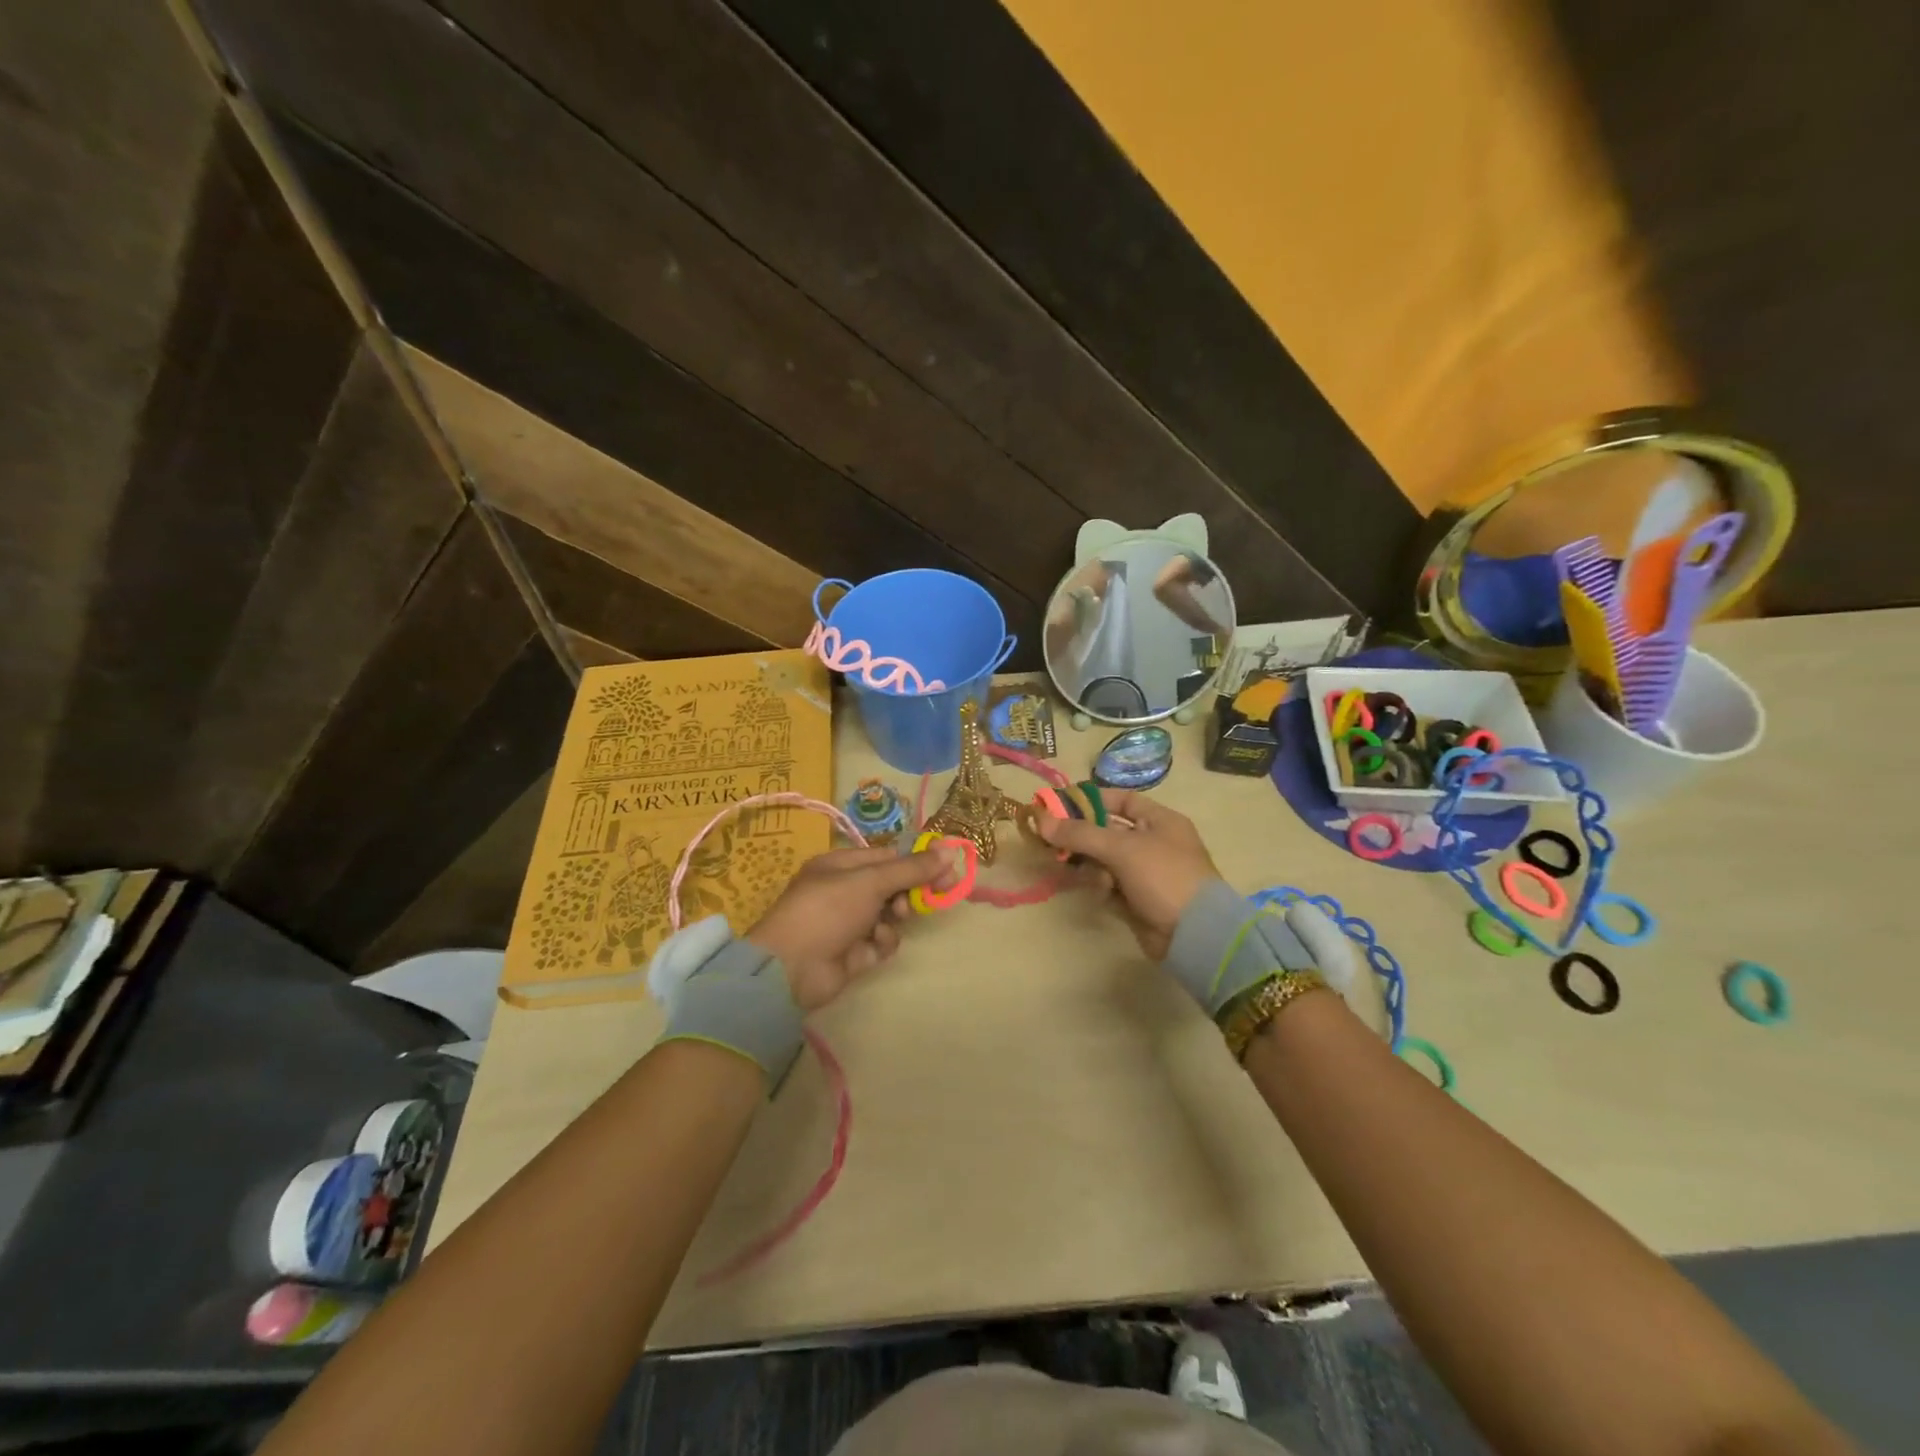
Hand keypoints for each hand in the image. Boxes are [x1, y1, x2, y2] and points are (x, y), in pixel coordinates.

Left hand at [746, 845, 961, 1011]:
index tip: (948, 869)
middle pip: (891, 885)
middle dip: (912, 890)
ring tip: (895, 919)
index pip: (887, 857)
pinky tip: (875, 944)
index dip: (917, 862)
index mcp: (840, 866)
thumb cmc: (828, 910)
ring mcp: (848, 924)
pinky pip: (881, 941)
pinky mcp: (854, 953)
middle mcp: (844, 891)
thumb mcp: (871, 881)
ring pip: (890, 915)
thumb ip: (912, 868)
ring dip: (896, 916)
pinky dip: (883, 941)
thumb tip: (950, 850)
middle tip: (941, 893)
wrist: (792, 968)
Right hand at [1035, 790, 1217, 958]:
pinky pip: (1108, 885)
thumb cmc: (1164, 877)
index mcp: (1160, 821)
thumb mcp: (1122, 849)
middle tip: (1050, 838)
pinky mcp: (1136, 900)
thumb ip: (1080, 834)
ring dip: (1088, 864)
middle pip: (1106, 832)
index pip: (1120, 800)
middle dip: (1080, 835)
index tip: (1058, 805)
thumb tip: (1040, 820)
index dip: (1090, 800)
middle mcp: (1152, 843)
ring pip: (1103, 860)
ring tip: (1072, 868)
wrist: (1195, 935)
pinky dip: (1099, 886)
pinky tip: (1098, 891)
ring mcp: (1145, 873)